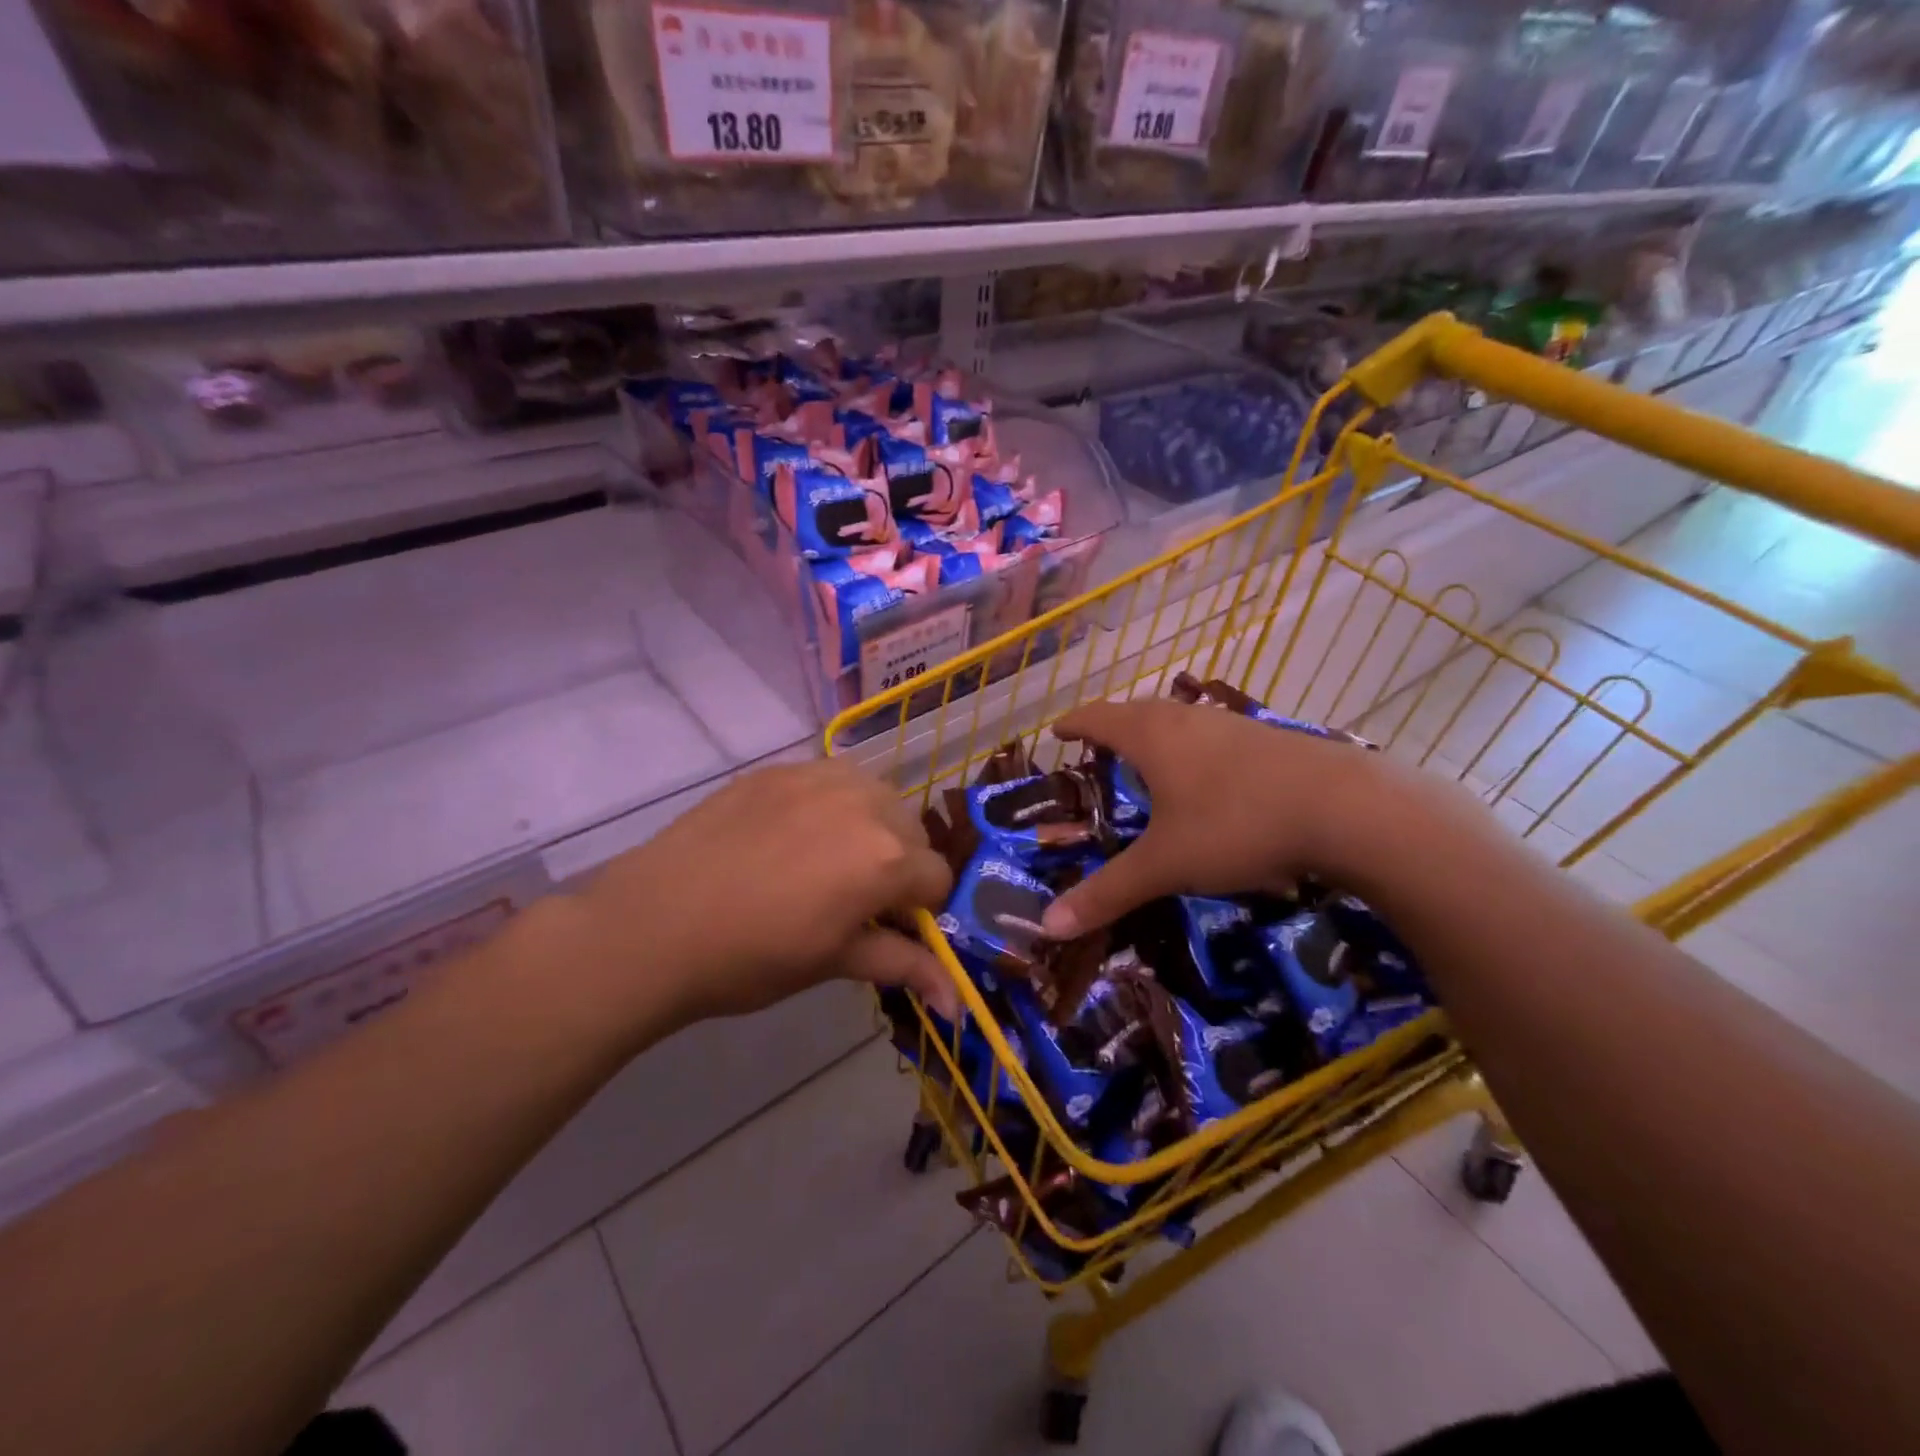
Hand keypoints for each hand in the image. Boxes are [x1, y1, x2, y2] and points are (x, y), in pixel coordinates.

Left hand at [565, 760, 957, 1039]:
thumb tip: (959, 1004)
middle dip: (899, 864)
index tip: (888, 927)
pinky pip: (831, 779)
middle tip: (855, 898)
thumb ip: (904, 967)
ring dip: (871, 826)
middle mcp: (866, 803)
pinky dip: (831, 804)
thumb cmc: (751, 957)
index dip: (920, 909)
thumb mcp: (834, 963)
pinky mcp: (780, 768)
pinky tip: (792, 835)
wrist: (654, 924)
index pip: (938, 877)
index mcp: (887, 857)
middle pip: (913, 831)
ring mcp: (820, 777)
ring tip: (826, 860)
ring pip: (876, 796)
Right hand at [1039, 698, 1458, 937]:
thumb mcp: (1166, 865)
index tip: (1056, 730)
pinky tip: (1209, 777)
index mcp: (1152, 736)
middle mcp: (1188, 719)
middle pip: (1137, 712)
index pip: (1098, 718)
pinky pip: (1213, 735)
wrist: (1347, 808)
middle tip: (1096, 749)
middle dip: (1112, 727)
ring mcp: (1232, 724)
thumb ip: (1108, 893)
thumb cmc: (1236, 825)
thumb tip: (1049, 925)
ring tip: (1148, 761)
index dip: (1074, 724)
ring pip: (1179, 720)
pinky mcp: (1268, 739)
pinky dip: (1193, 748)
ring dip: (1155, 735)